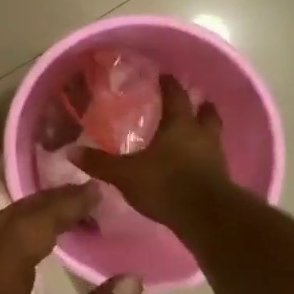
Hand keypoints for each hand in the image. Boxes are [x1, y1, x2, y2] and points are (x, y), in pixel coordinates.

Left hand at [0, 186, 142, 293]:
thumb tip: (127, 279)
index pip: (30, 224)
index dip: (64, 204)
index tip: (96, 192)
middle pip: (1, 227)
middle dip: (41, 208)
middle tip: (81, 203)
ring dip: (18, 232)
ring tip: (57, 231)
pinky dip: (0, 258)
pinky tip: (19, 281)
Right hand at [72, 75, 229, 225]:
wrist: (206, 218)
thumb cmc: (165, 185)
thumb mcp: (126, 174)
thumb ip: (100, 163)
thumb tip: (71, 151)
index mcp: (179, 125)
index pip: (175, 95)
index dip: (169, 84)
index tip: (164, 75)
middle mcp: (201, 135)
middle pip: (206, 112)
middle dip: (199, 105)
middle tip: (193, 101)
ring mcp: (215, 157)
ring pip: (213, 135)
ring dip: (206, 131)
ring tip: (195, 132)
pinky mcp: (222, 179)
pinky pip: (214, 160)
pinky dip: (206, 157)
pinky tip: (195, 164)